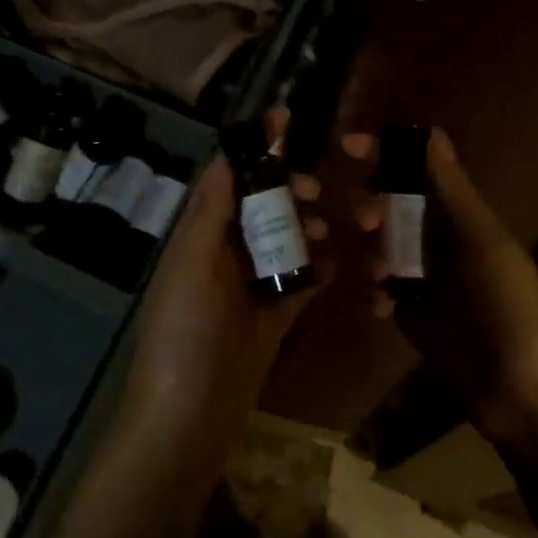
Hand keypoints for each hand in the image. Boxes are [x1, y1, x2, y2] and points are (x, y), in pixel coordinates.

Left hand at [122, 110, 327, 451]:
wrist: (188, 420)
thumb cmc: (184, 332)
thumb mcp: (192, 262)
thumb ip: (212, 209)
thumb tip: (227, 153)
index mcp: (202, 232)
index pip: (231, 175)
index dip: (258, 146)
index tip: (289, 117)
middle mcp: (227, 250)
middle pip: (266, 204)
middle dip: (294, 189)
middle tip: (318, 191)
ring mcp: (254, 283)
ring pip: (291, 239)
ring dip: (316, 228)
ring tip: (338, 230)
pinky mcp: (277, 314)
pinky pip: (307, 280)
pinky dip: (328, 270)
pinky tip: (352, 267)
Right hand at [342, 128, 537, 442]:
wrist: (519, 396)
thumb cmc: (510, 309)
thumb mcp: (485, 245)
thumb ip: (454, 191)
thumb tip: (431, 132)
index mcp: (458, 216)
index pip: (415, 169)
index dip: (383, 152)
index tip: (346, 145)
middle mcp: (435, 238)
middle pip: (386, 204)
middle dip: (367, 207)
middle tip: (366, 223)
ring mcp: (420, 276)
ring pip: (374, 244)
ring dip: (368, 254)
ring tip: (380, 279)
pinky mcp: (408, 310)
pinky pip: (374, 287)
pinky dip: (371, 291)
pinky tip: (381, 307)